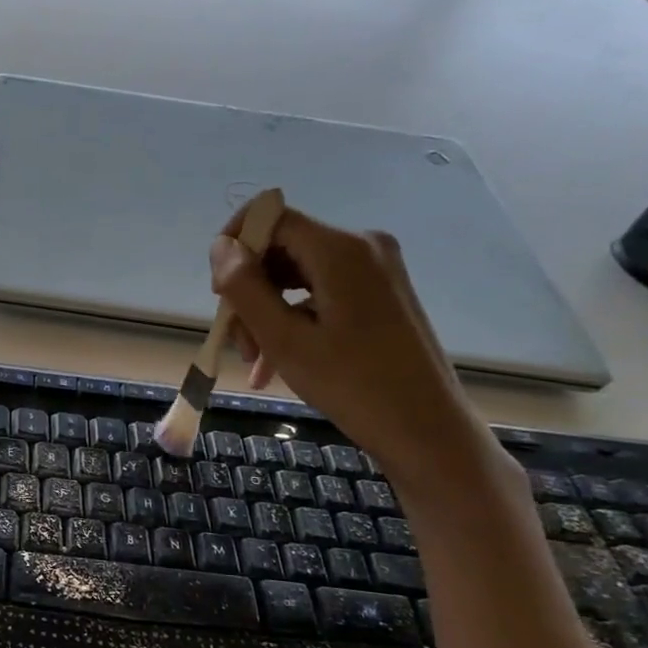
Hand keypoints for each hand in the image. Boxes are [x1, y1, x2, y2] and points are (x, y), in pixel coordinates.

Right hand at [209, 205, 495, 486]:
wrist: (427, 431)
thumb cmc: (354, 386)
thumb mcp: (284, 339)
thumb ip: (245, 287)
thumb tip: (220, 247)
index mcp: (341, 249)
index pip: (271, 216)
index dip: (235, 245)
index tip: (219, 293)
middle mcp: (362, 246)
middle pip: (282, 248)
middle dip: (250, 290)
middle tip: (238, 341)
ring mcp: (375, 269)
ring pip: (297, 273)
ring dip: (266, 310)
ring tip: (255, 360)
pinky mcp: (380, 292)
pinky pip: (319, 292)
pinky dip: (292, 319)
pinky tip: (274, 362)